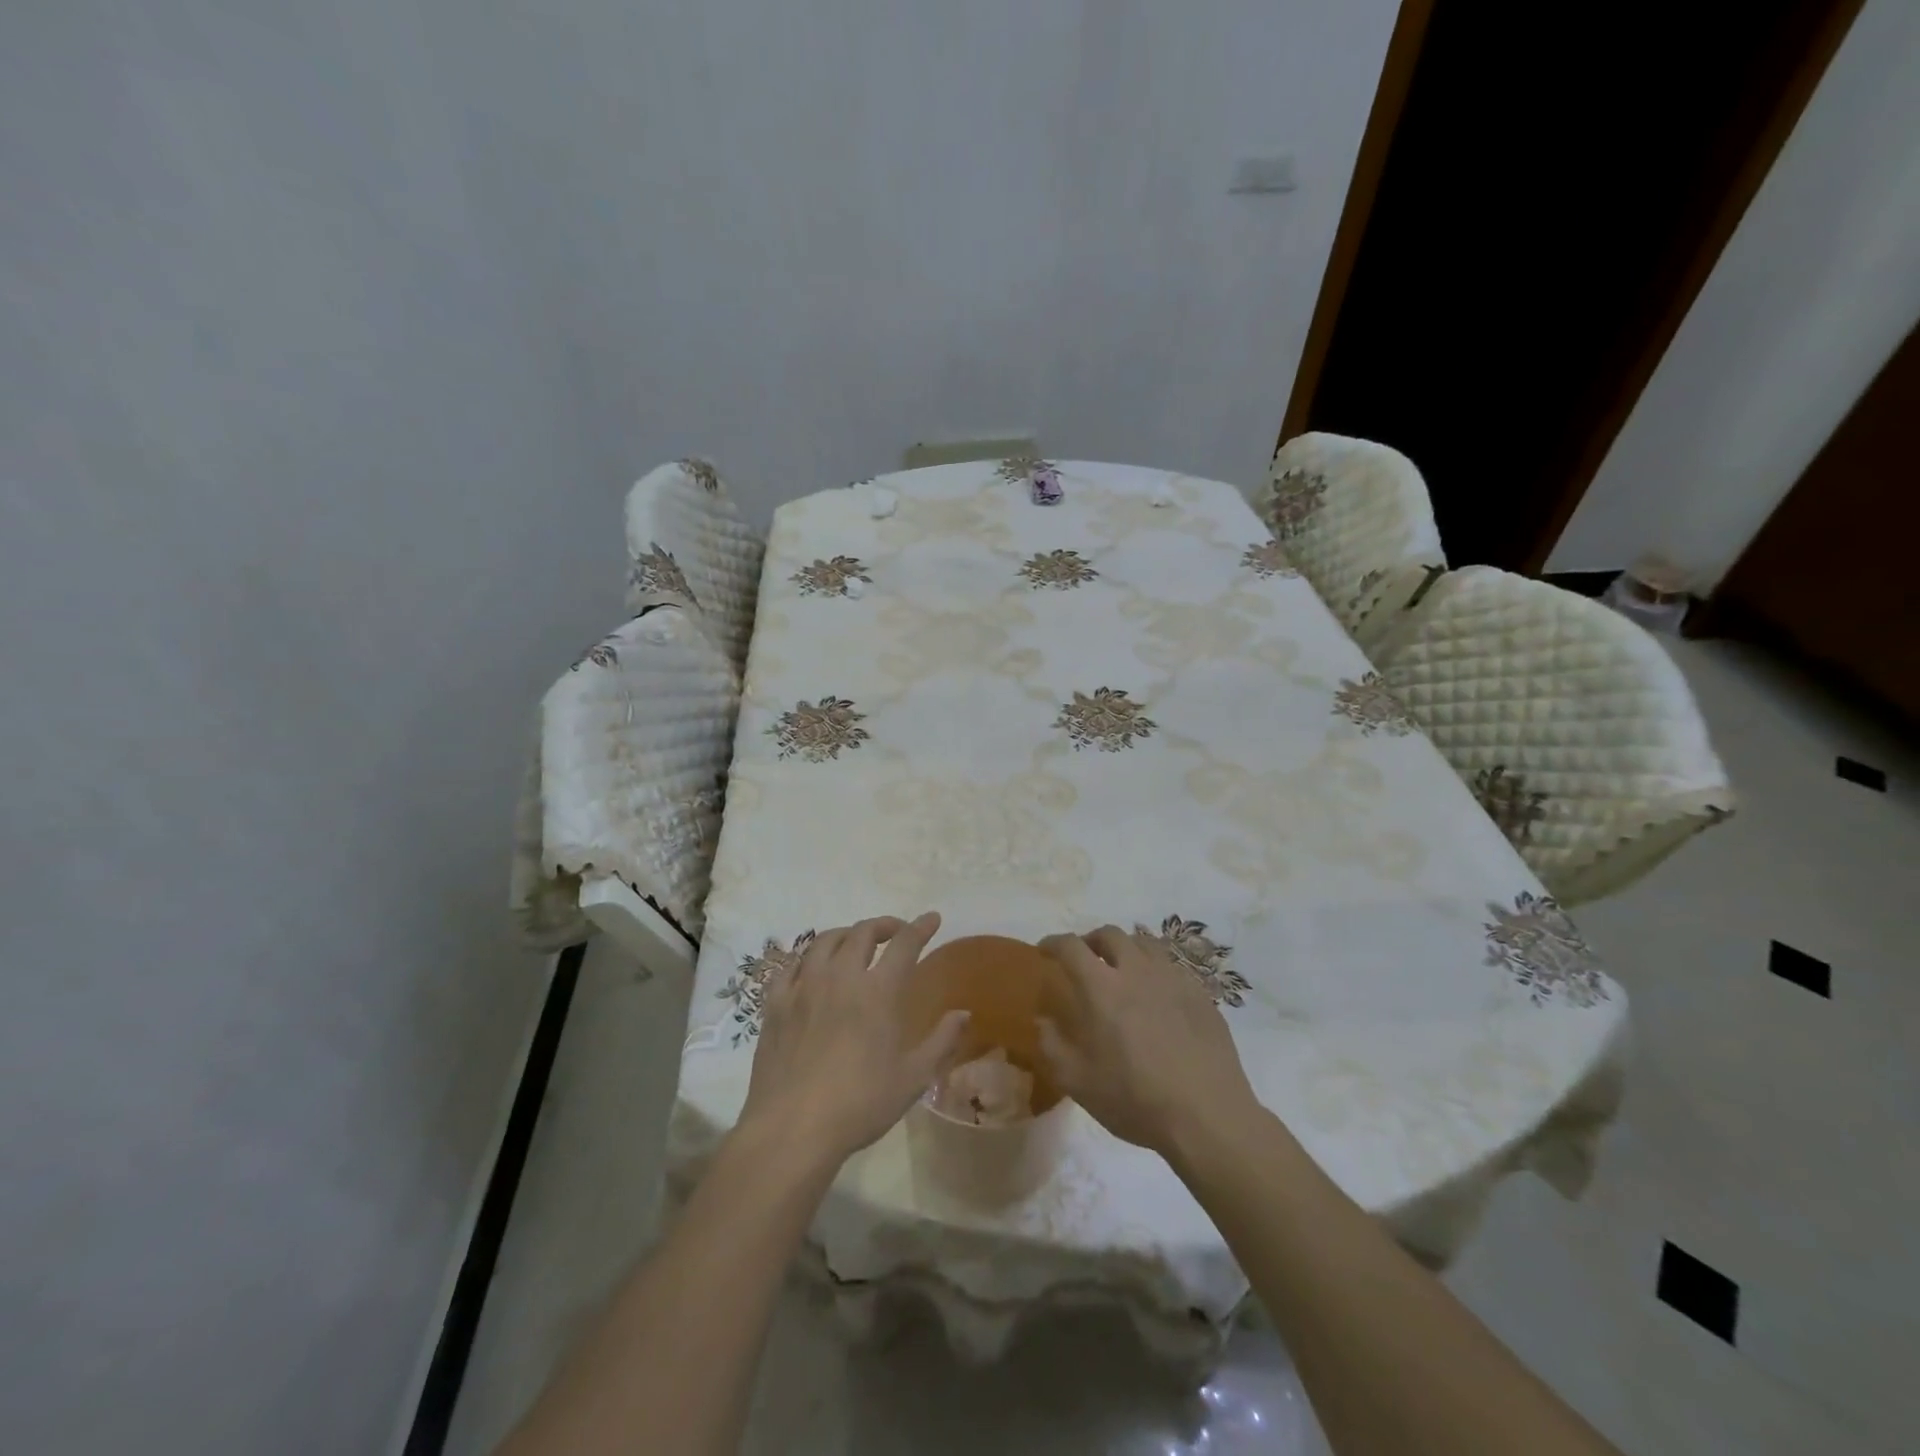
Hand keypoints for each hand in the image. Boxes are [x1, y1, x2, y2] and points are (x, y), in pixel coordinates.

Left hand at [739, 912, 968, 1166]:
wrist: (792, 1129)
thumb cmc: (860, 1104)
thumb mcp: (913, 1078)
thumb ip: (941, 1041)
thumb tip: (963, 1013)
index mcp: (878, 992)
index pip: (905, 944)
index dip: (921, 927)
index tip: (932, 918)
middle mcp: (840, 977)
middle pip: (862, 933)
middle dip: (884, 925)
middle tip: (895, 932)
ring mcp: (803, 986)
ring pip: (825, 940)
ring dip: (846, 934)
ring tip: (855, 943)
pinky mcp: (775, 1002)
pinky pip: (792, 964)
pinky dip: (809, 957)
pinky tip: (813, 968)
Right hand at [1038, 926, 1260, 1156]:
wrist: (1207, 1116)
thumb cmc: (1134, 1099)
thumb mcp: (1077, 1082)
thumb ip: (1052, 1045)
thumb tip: (1043, 1020)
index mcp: (1101, 987)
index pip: (1071, 946)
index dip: (1054, 943)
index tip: (1045, 951)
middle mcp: (1136, 971)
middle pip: (1110, 934)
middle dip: (1091, 941)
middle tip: (1085, 960)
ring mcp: (1173, 979)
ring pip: (1144, 944)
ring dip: (1125, 949)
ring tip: (1121, 970)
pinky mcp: (1200, 994)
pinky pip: (1171, 967)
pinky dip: (1154, 971)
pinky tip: (1156, 996)